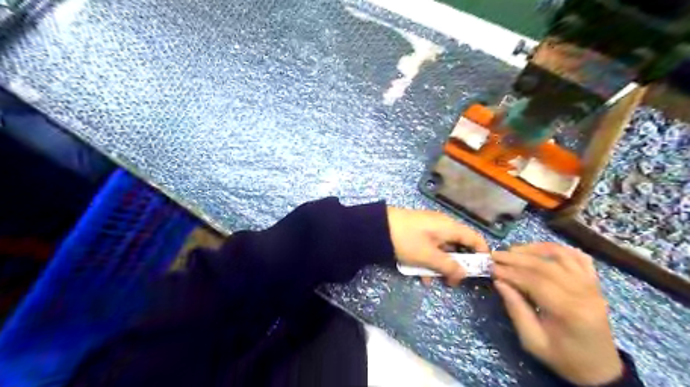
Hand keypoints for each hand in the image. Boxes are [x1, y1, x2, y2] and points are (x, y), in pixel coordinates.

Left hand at [386, 207, 486, 285]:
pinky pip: (430, 248)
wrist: (376, 227)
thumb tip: (463, 274)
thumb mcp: (428, 256)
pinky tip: (421, 277)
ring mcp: (428, 229)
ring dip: (440, 266)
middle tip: (453, 282)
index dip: (481, 254)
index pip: (475, 238)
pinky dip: (428, 261)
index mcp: (449, 227)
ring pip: (443, 249)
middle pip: (458, 245)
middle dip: (457, 265)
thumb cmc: (406, 240)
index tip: (482, 272)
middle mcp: (442, 225)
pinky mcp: (417, 233)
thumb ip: (448, 266)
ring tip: (435, 281)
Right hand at [491, 244, 626, 385]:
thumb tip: (499, 282)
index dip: (509, 271)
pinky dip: (558, 249)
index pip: (534, 281)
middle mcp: (584, 293)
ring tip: (513, 251)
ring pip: (561, 255)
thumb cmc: (563, 357)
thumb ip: (515, 309)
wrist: (599, 368)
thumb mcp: (532, 340)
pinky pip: (578, 257)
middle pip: (545, 265)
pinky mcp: (595, 283)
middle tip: (494, 255)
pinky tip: (540, 250)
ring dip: (534, 249)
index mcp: (569, 311)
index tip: (490, 267)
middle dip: (515, 258)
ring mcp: (592, 285)